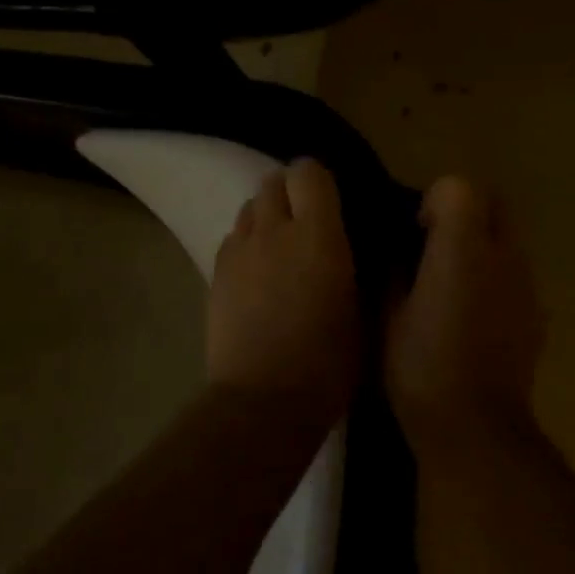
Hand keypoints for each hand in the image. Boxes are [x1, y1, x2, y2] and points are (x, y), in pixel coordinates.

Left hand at [207, 160, 362, 420]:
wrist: (264, 400)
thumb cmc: (327, 363)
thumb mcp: (360, 311)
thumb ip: (351, 264)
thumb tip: (347, 244)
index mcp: (317, 235)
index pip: (308, 172)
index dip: (318, 180)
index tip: (331, 200)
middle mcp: (273, 231)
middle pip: (271, 182)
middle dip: (289, 192)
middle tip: (306, 222)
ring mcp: (238, 251)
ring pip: (248, 209)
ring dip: (266, 217)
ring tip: (279, 247)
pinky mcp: (215, 273)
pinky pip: (232, 239)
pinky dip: (245, 244)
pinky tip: (257, 273)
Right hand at [386, 177, 544, 444]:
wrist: (476, 428)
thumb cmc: (420, 367)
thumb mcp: (386, 314)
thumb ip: (393, 269)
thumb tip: (396, 250)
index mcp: (462, 249)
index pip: (459, 187)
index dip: (433, 200)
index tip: (415, 231)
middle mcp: (503, 257)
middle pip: (494, 202)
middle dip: (463, 211)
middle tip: (432, 244)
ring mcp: (527, 285)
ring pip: (508, 238)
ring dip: (480, 244)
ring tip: (449, 281)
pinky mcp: (538, 314)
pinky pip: (516, 274)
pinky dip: (495, 277)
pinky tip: (471, 313)